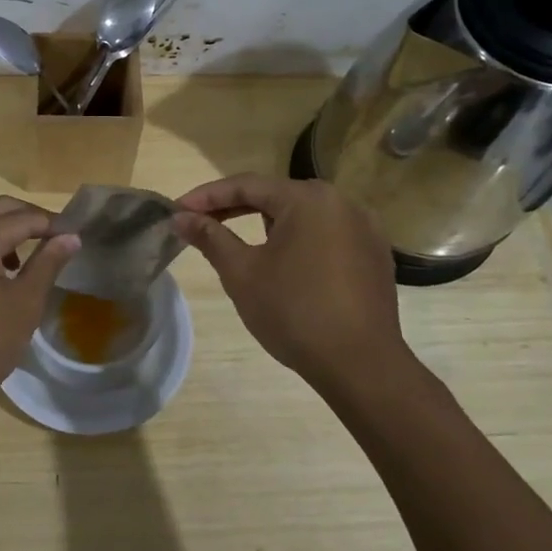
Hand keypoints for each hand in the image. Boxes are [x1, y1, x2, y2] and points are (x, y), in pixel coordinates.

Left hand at [0, 196, 78, 423]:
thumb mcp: (25, 302)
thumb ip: (48, 263)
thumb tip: (70, 236)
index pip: (23, 218)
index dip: (53, 224)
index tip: (78, 234)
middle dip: (30, 218)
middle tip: (59, 237)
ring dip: (7, 230)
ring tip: (34, 255)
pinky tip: (5, 272)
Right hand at [173, 174, 417, 396]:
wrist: (361, 365)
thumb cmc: (294, 312)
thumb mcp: (242, 273)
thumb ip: (211, 238)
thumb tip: (181, 218)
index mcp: (308, 199)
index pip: (246, 185)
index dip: (207, 196)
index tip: (177, 210)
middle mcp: (341, 202)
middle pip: (276, 196)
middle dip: (235, 208)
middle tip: (200, 223)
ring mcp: (364, 228)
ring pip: (302, 215)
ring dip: (267, 224)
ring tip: (239, 243)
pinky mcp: (374, 255)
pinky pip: (326, 235)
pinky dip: (299, 241)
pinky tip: (285, 264)